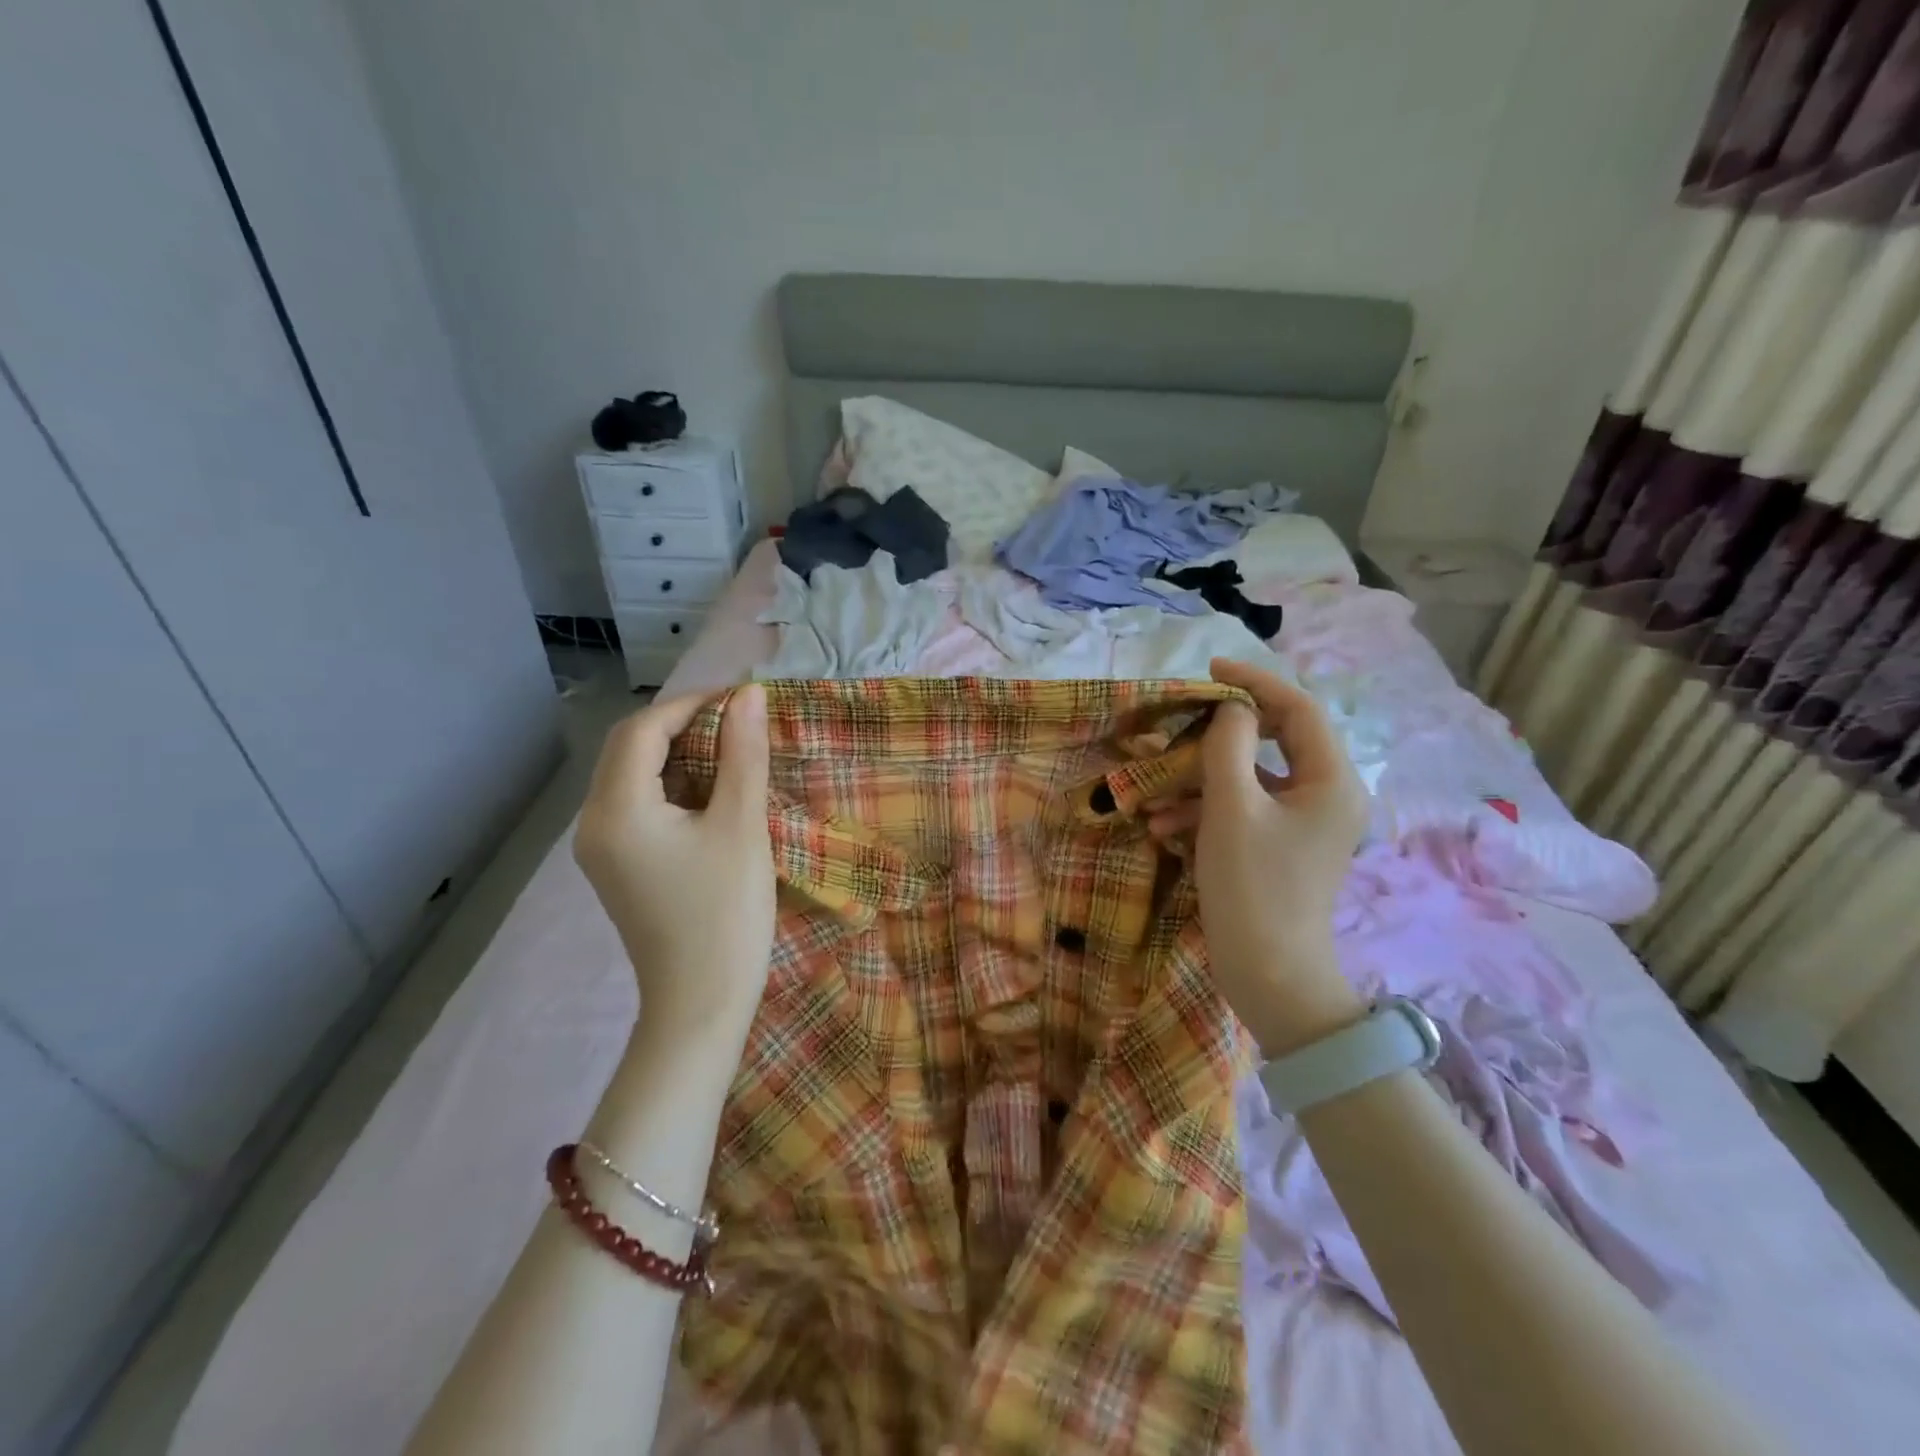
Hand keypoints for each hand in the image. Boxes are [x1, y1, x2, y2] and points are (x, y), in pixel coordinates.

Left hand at [574, 686, 774, 1039]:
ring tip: (732, 752)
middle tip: (739, 724)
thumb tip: (749, 695)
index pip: (643, 730)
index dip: (692, 704)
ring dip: (678, 754)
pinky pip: (637, 804)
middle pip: (629, 748)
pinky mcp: (617, 866)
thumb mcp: (741, 826)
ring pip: (632, 775)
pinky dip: (672, 785)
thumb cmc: (725, 914)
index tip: (742, 701)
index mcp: (616, 810)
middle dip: (683, 725)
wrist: (701, 1005)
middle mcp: (593, 823)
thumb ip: (743, 755)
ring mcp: (600, 848)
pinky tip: (711, 793)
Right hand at [1154, 659, 1367, 1053]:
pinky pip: (1247, 808)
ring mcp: (1306, 824)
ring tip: (1155, 792)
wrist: (1270, 976)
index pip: (1298, 709)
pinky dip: (1208, 808)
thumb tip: (1232, 709)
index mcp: (1332, 781)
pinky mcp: (1283, 846)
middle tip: (1181, 724)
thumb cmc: (1253, 887)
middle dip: (1220, 735)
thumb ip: (1228, 746)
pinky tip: (1165, 824)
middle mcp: (1328, 795)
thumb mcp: (1231, 809)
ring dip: (1202, 779)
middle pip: (1275, 740)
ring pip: (1253, 777)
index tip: (1208, 670)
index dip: (1254, 682)